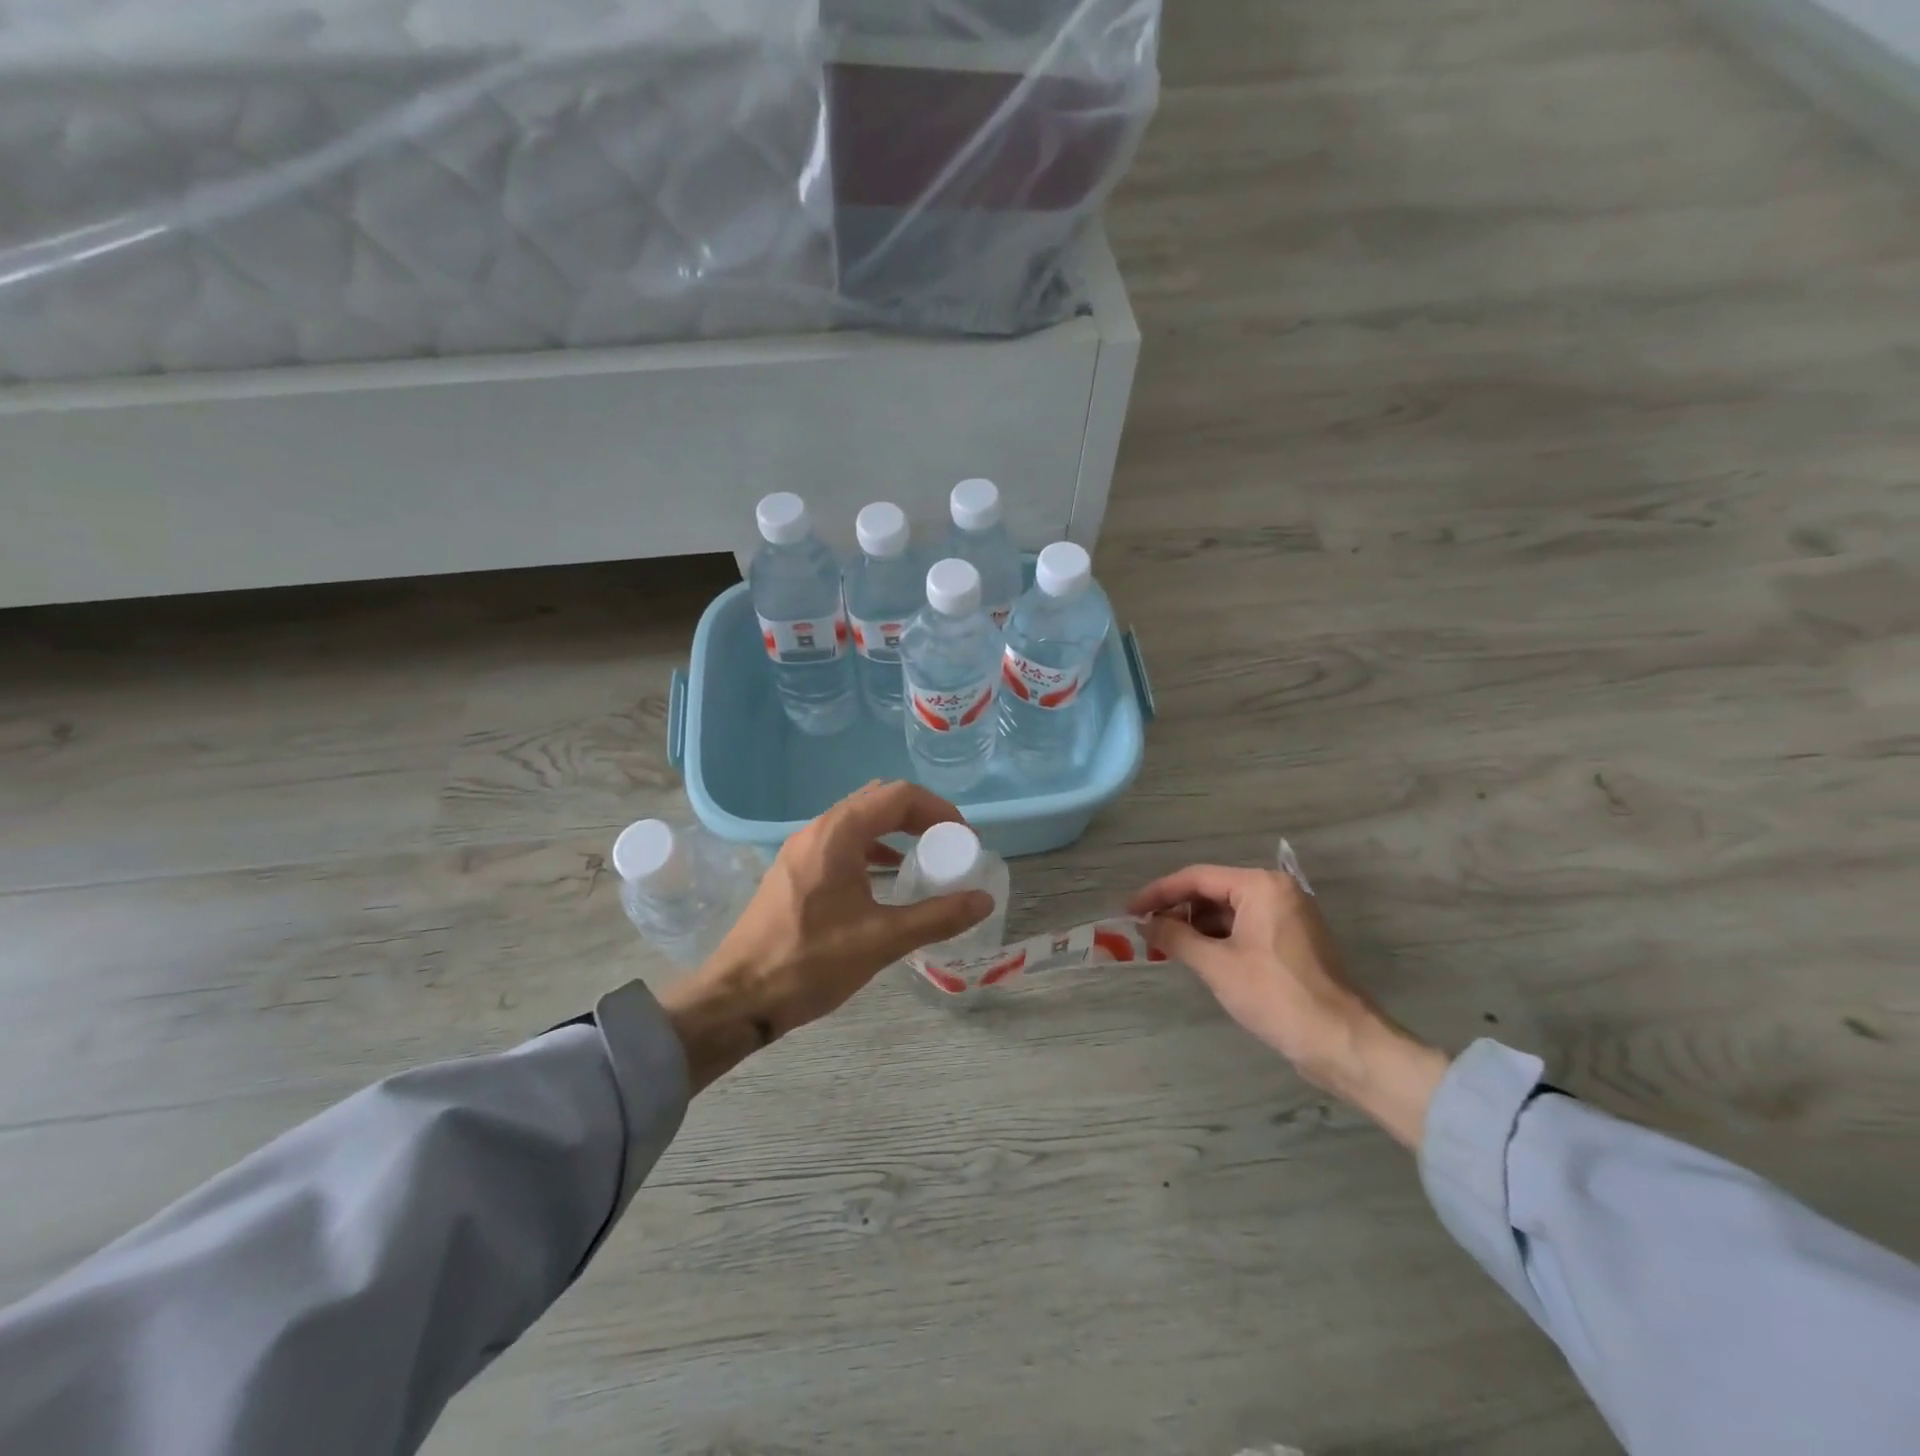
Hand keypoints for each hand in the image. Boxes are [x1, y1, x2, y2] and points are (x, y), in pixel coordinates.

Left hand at [660, 782, 993, 1090]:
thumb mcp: (881, 940)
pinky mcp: (794, 871)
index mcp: (837, 834)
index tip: (962, 837)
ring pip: (858, 821)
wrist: (737, 998)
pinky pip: (842, 842)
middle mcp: (817, 830)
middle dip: (919, 816)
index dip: (937, 809)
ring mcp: (800, 850)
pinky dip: (872, 848)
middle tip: (948, 844)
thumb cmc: (809, 963)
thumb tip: (983, 899)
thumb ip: (937, 916)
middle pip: (878, 801)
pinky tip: (887, 876)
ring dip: (895, 830)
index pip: (898, 796)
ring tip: (925, 856)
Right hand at [1128, 862, 1448, 1148]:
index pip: (1197, 878)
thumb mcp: (1216, 965)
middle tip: (1146, 930)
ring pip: (1229, 911)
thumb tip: (1145, 923)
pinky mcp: (1294, 941)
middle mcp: (1277, 891)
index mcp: (1261, 886)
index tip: (1130, 910)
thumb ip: (1175, 937)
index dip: (1158, 893)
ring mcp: (1290, 916)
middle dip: (1178, 910)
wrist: (1341, 1042)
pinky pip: (1246, 927)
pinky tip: (1199, 957)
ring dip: (1197, 926)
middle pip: (1214, 891)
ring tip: (1168, 947)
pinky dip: (1220, 939)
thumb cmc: (1276, 996)